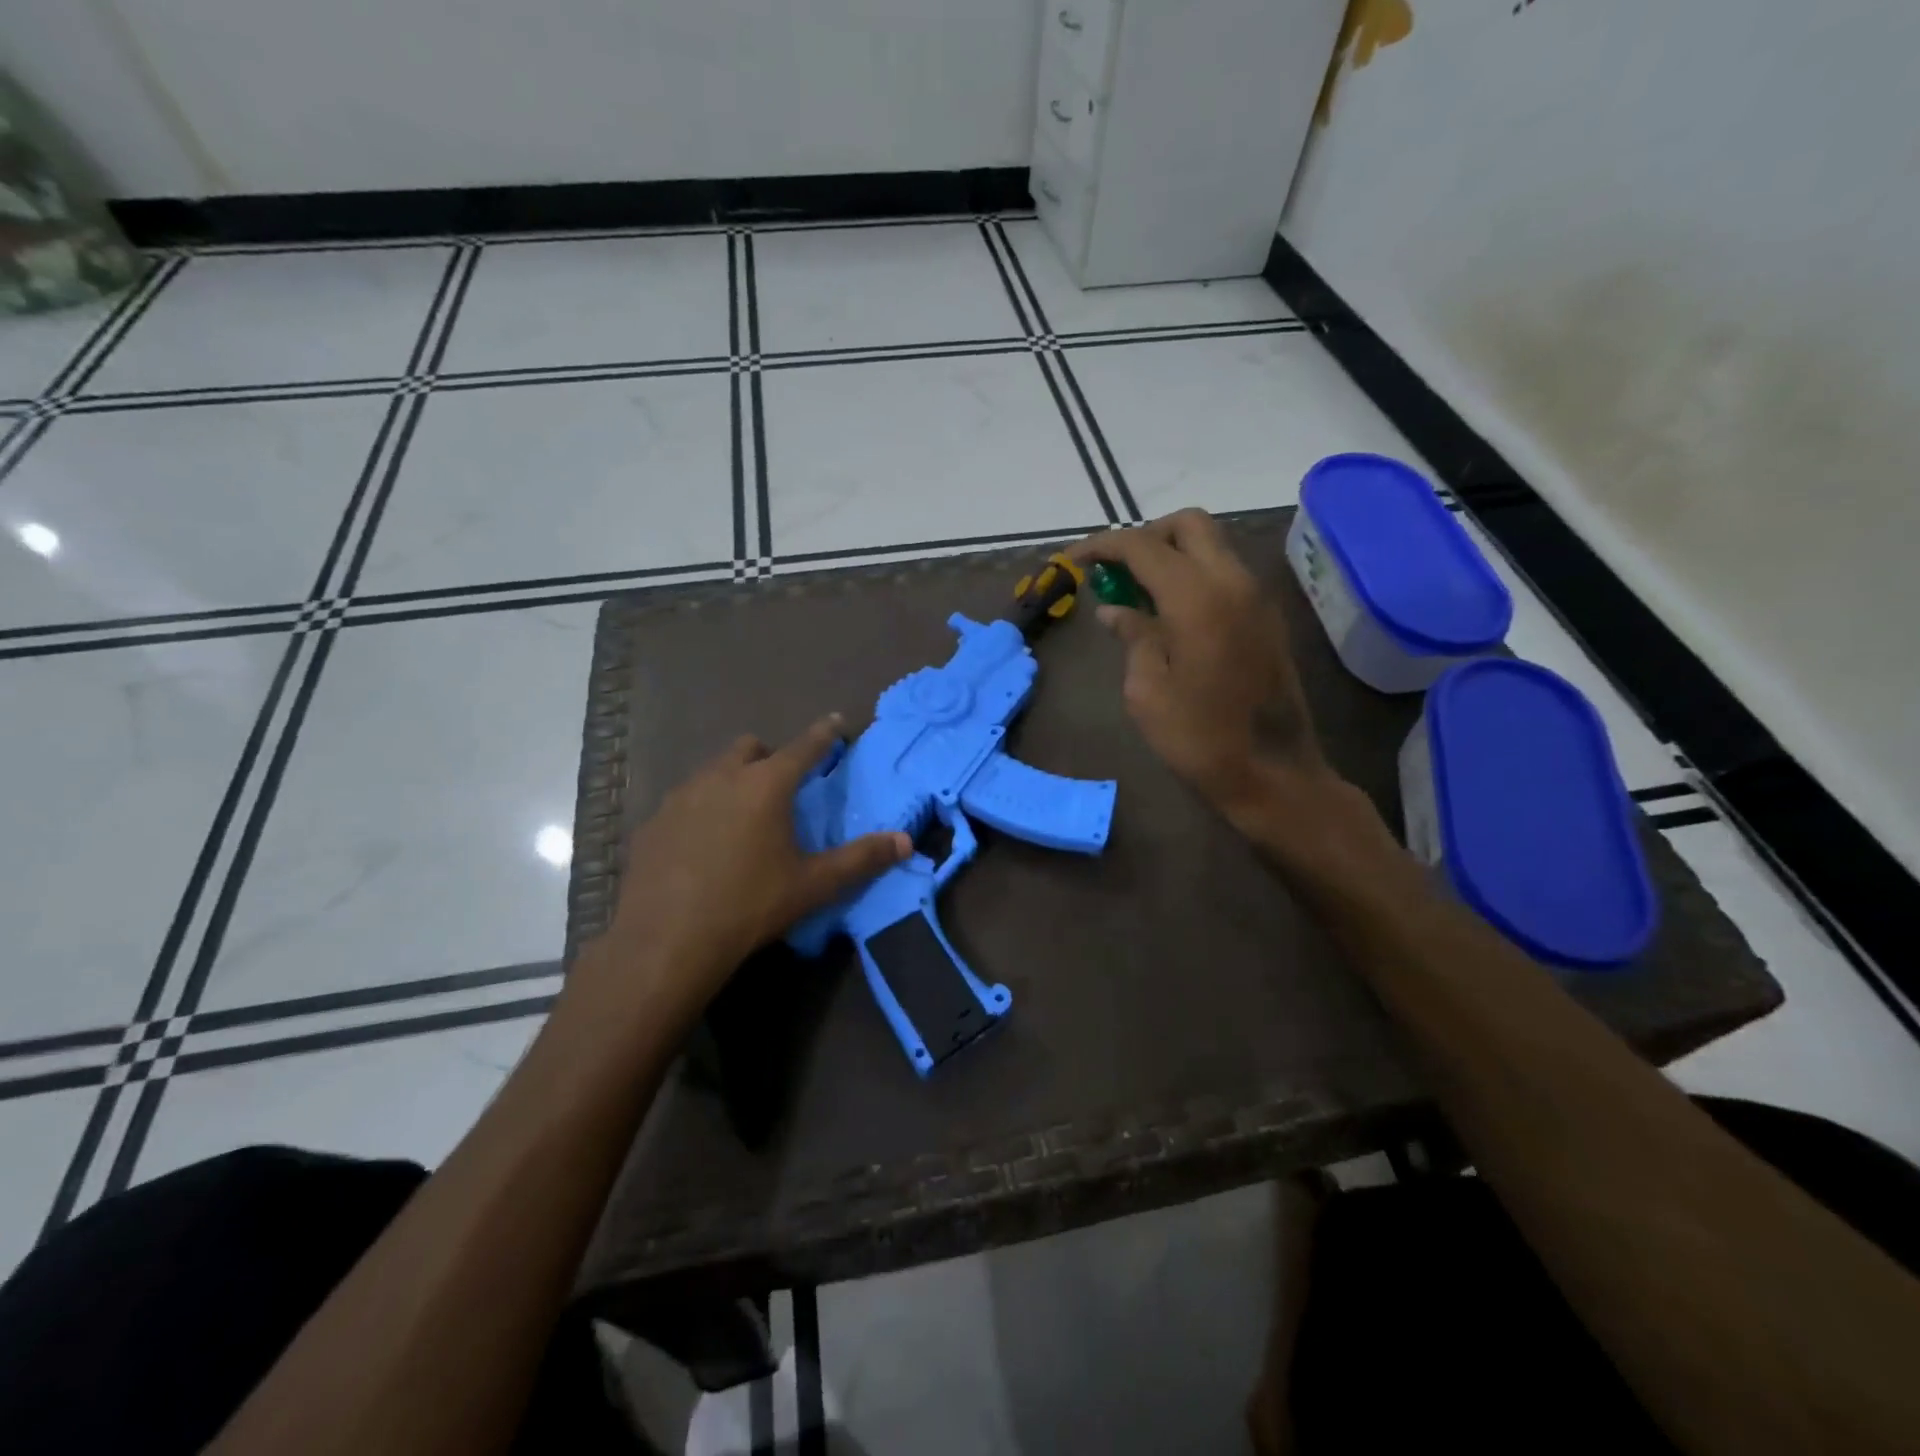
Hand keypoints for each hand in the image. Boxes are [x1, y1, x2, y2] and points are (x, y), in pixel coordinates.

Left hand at [579, 718, 909, 1031]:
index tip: (835, 722)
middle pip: (749, 748)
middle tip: (781, 787)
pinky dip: (700, 810)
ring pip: (713, 771)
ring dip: (733, 780)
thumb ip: (862, 859)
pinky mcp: (652, 823)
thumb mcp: (814, 885)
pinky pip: (684, 802)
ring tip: (742, 816)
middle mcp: (721, 778)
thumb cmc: (751, 905)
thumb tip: (906, 841)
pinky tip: (702, 845)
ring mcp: (680, 797)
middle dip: (769, 756)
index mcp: (766, 785)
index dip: (824, 733)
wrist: (668, 941)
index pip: (804, 747)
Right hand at [1069, 509, 1330, 819]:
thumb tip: (1116, 610)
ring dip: (1172, 555)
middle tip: (1115, 571)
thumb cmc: (1199, 739)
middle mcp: (1233, 582)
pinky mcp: (1266, 618)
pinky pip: (1225, 573)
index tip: (1073, 560)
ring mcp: (1257, 598)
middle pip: (1189, 524)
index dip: (1103, 546)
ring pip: (1211, 546)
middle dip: (1146, 536)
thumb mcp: (1147, 691)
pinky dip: (1193, 575)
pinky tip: (1170, 615)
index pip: (1143, 546)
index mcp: (1198, 598)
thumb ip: (1133, 637)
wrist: (1273, 775)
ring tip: (1137, 594)